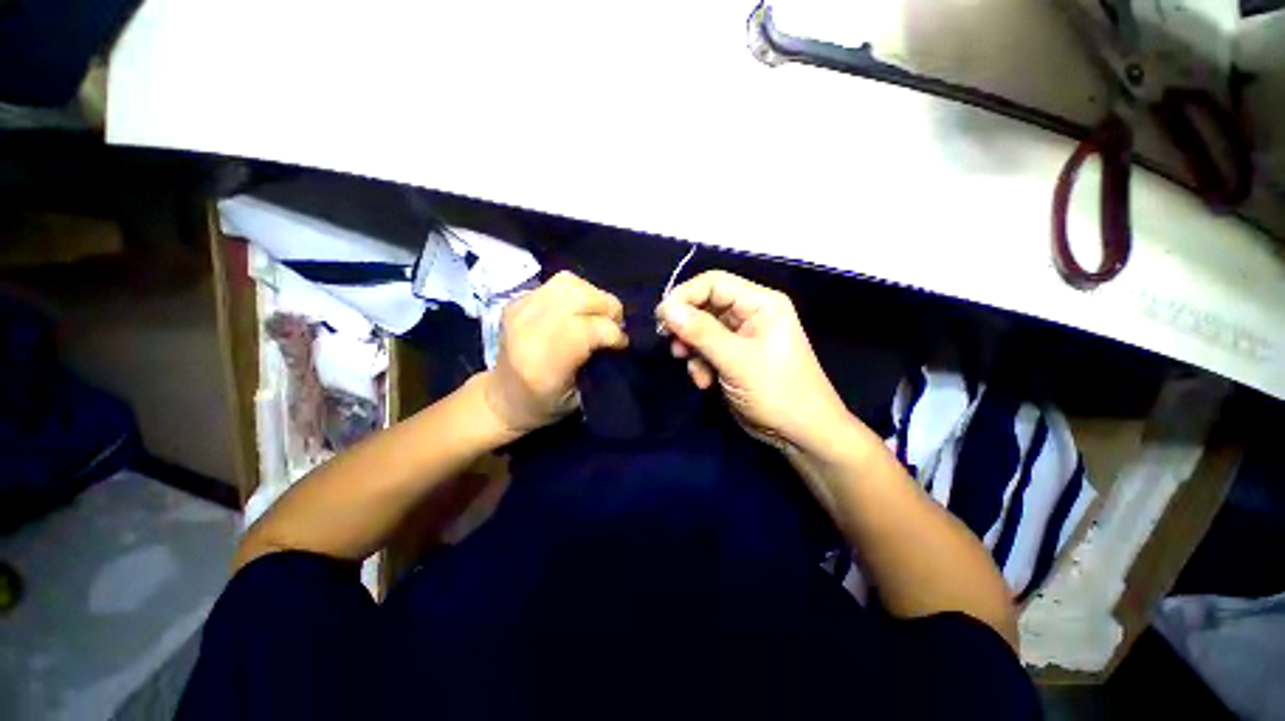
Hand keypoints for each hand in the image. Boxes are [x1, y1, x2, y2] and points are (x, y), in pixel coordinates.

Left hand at [482, 271, 626, 434]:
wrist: (500, 398)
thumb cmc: (543, 405)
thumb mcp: (579, 397)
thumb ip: (599, 363)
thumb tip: (617, 336)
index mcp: (544, 363)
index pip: (590, 329)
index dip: (614, 333)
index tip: (620, 345)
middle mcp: (528, 330)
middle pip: (581, 297)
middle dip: (608, 308)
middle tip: (614, 326)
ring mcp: (519, 310)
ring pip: (570, 283)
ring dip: (593, 296)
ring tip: (597, 315)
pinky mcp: (516, 300)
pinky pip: (557, 283)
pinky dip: (577, 294)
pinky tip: (578, 311)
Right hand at [656, 270, 855, 453]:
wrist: (800, 434)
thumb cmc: (776, 391)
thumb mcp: (736, 360)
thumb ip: (700, 332)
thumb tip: (666, 309)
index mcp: (760, 303)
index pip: (713, 283)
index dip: (684, 296)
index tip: (661, 318)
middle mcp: (750, 314)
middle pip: (705, 306)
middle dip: (687, 327)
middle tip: (673, 346)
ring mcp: (741, 337)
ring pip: (702, 330)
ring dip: (692, 350)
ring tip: (694, 370)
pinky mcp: (734, 357)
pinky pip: (706, 350)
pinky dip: (700, 364)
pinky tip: (704, 382)